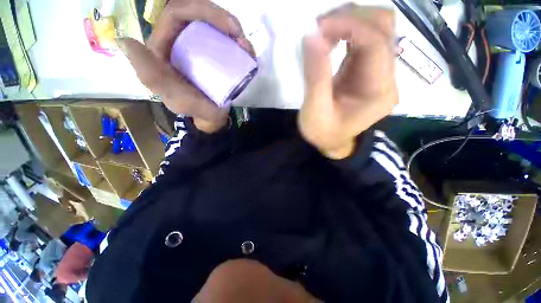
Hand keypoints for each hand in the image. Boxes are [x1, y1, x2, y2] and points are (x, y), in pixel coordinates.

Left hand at [119, 0, 253, 132]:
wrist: (212, 117)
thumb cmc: (193, 108)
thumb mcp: (172, 95)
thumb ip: (150, 74)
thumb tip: (125, 41)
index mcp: (165, 45)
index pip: (177, 13)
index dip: (201, 10)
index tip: (228, 28)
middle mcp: (181, 40)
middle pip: (198, 13)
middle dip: (221, 17)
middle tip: (239, 34)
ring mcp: (200, 46)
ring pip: (214, 24)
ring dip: (233, 29)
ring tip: (245, 46)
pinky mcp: (215, 56)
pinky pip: (226, 41)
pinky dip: (239, 43)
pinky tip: (247, 51)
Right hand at [299, 5, 397, 158]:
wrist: (330, 142)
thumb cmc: (323, 133)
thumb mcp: (315, 111)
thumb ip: (316, 76)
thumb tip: (311, 36)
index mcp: (379, 92)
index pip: (377, 43)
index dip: (349, 26)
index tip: (318, 27)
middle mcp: (387, 77)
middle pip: (384, 27)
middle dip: (351, 18)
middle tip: (320, 27)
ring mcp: (378, 71)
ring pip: (375, 28)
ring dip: (348, 21)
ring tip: (322, 32)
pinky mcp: (366, 70)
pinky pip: (363, 39)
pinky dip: (345, 32)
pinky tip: (328, 39)